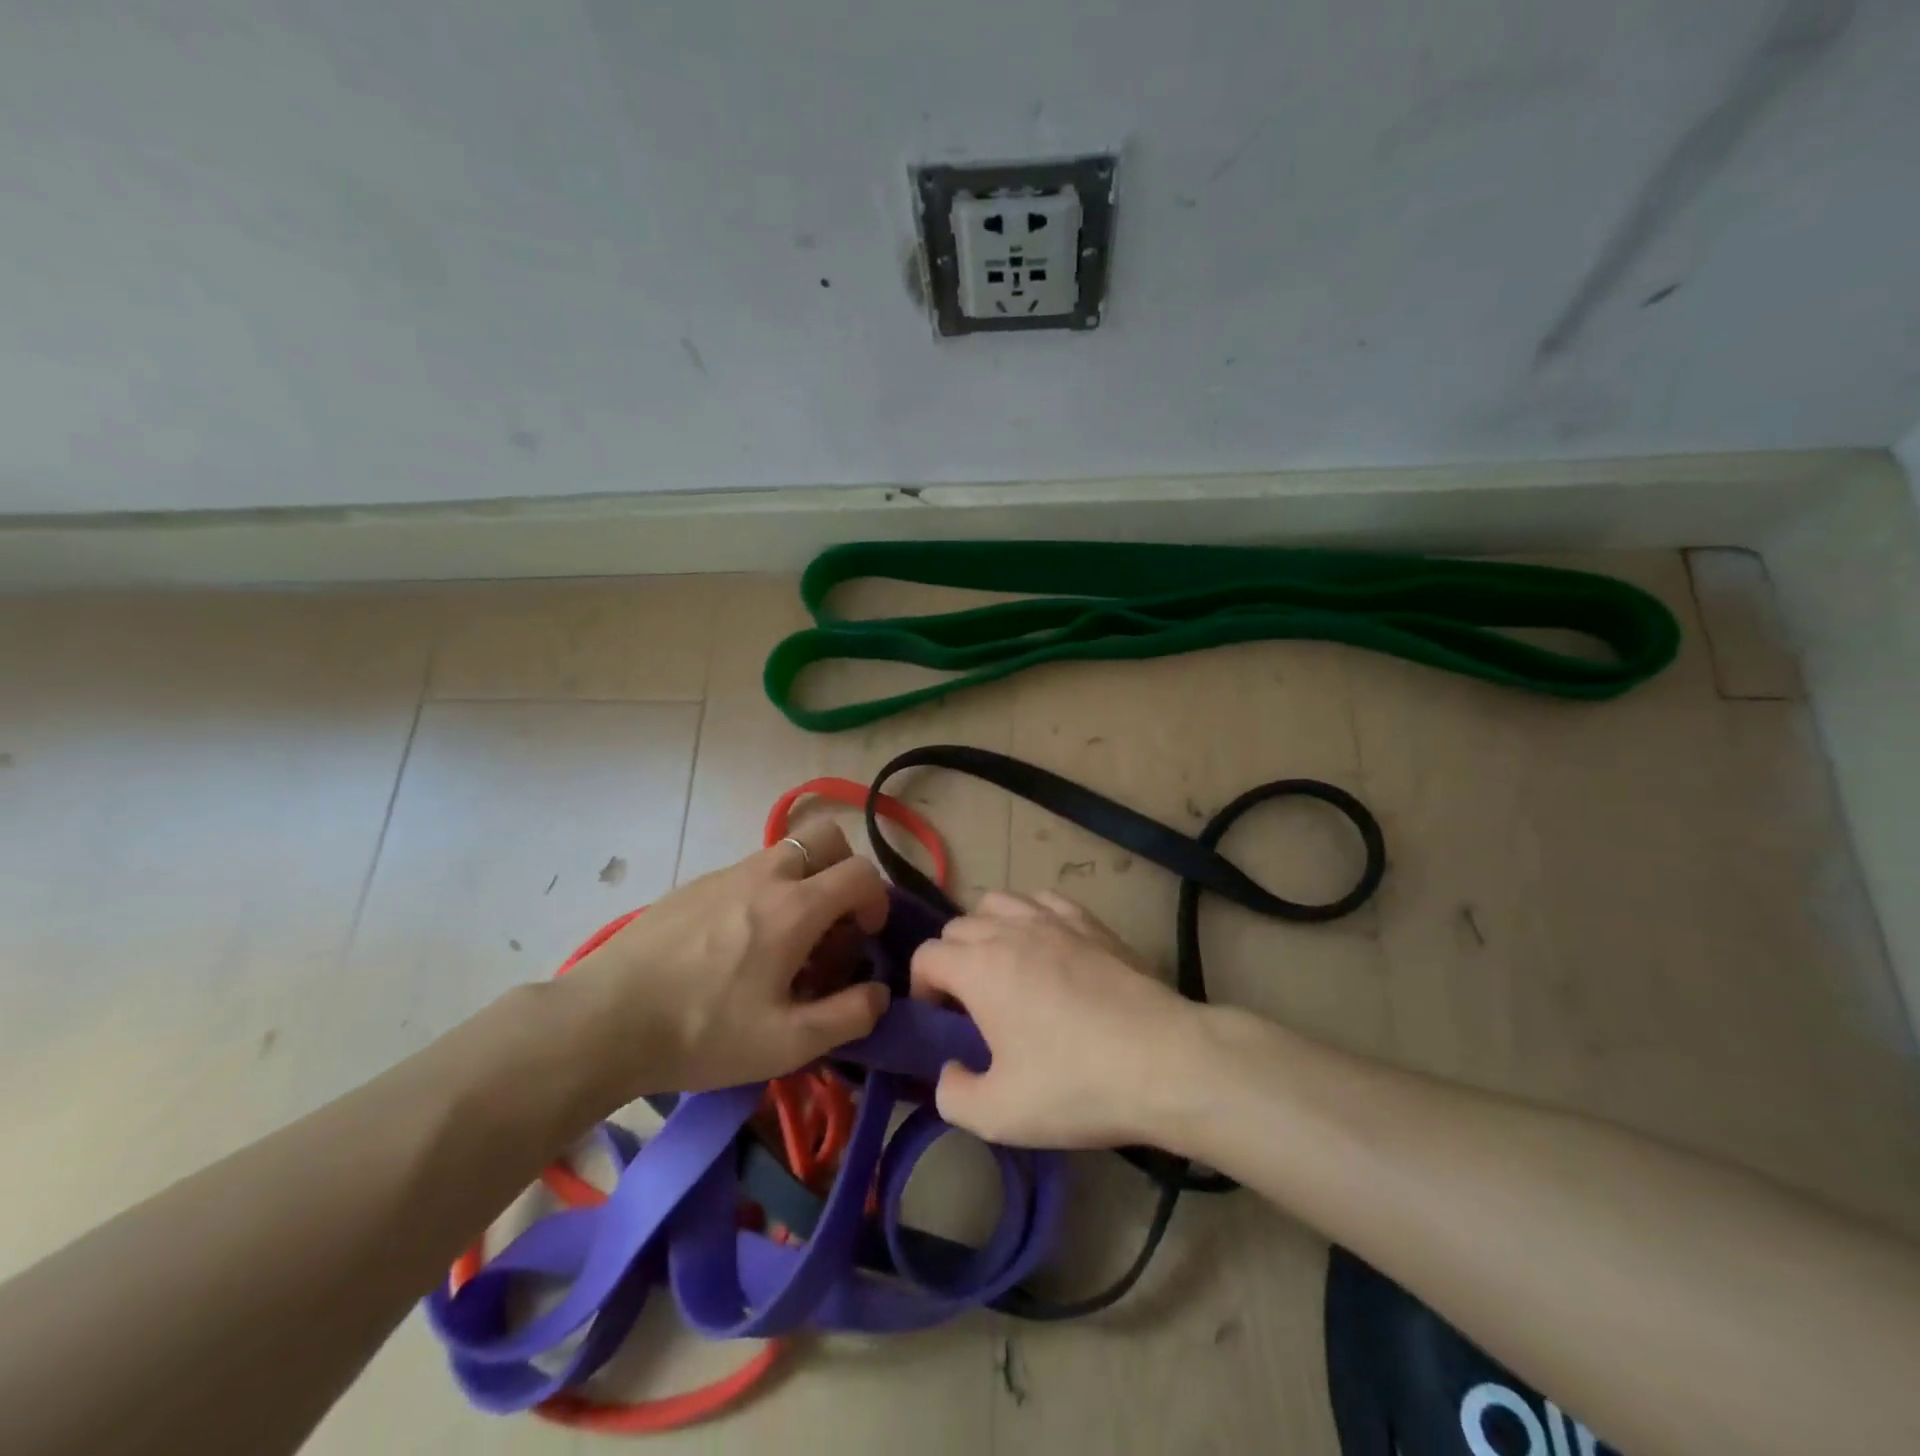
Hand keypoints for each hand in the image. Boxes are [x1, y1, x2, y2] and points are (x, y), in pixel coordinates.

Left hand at [561, 821, 890, 1100]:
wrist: (603, 1021)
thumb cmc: (702, 1032)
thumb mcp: (786, 1043)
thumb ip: (849, 1016)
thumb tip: (879, 993)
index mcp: (795, 907)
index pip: (861, 872)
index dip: (878, 899)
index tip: (865, 935)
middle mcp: (766, 874)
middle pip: (827, 837)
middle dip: (845, 869)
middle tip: (833, 919)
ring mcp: (725, 874)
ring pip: (786, 852)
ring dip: (804, 880)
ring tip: (784, 939)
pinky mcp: (694, 885)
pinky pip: (748, 872)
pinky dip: (765, 891)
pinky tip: (736, 944)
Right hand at [909, 890, 1207, 1149]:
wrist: (1164, 1062)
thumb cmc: (1076, 1086)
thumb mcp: (999, 1115)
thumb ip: (953, 1095)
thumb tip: (950, 1070)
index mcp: (980, 968)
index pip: (927, 955)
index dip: (921, 988)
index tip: (940, 1022)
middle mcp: (1010, 931)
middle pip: (959, 925)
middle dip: (951, 959)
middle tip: (970, 1002)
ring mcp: (1054, 920)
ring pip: (999, 901)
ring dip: (987, 928)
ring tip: (1003, 965)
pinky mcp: (1091, 923)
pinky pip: (1045, 900)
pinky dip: (1032, 915)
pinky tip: (1046, 944)